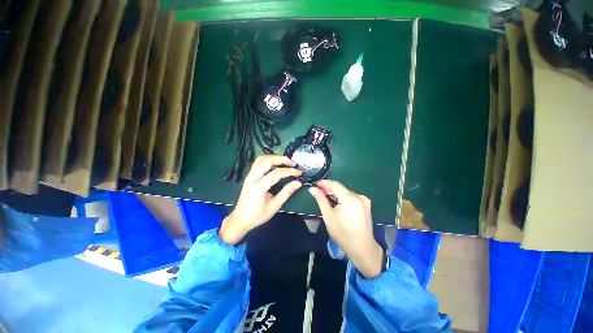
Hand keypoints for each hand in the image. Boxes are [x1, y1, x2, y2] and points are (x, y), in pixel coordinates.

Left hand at [219, 155, 302, 244]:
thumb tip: (298, 183)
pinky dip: (268, 160)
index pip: (276, 173)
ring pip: (261, 159)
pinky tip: (275, 164)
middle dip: (282, 159)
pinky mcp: (249, 176)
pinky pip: (258, 162)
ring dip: (275, 157)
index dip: (289, 171)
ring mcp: (249, 175)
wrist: (240, 219)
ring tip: (285, 162)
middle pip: (267, 161)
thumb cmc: (257, 216)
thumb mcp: (274, 206)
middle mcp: (252, 178)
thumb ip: (286, 193)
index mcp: (258, 187)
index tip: (299, 173)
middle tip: (293, 164)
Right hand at [309, 180, 383, 278]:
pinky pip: (351, 197)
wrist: (361, 248)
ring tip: (325, 197)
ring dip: (335, 193)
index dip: (324, 183)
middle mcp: (359, 196)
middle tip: (318, 192)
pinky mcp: (365, 204)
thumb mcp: (328, 216)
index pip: (335, 185)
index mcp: (350, 199)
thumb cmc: (342, 233)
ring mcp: (364, 200)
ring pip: (345, 192)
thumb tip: (312, 189)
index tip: (315, 184)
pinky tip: (336, 202)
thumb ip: (321, 200)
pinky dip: (342, 198)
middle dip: (329, 189)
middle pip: (341, 188)